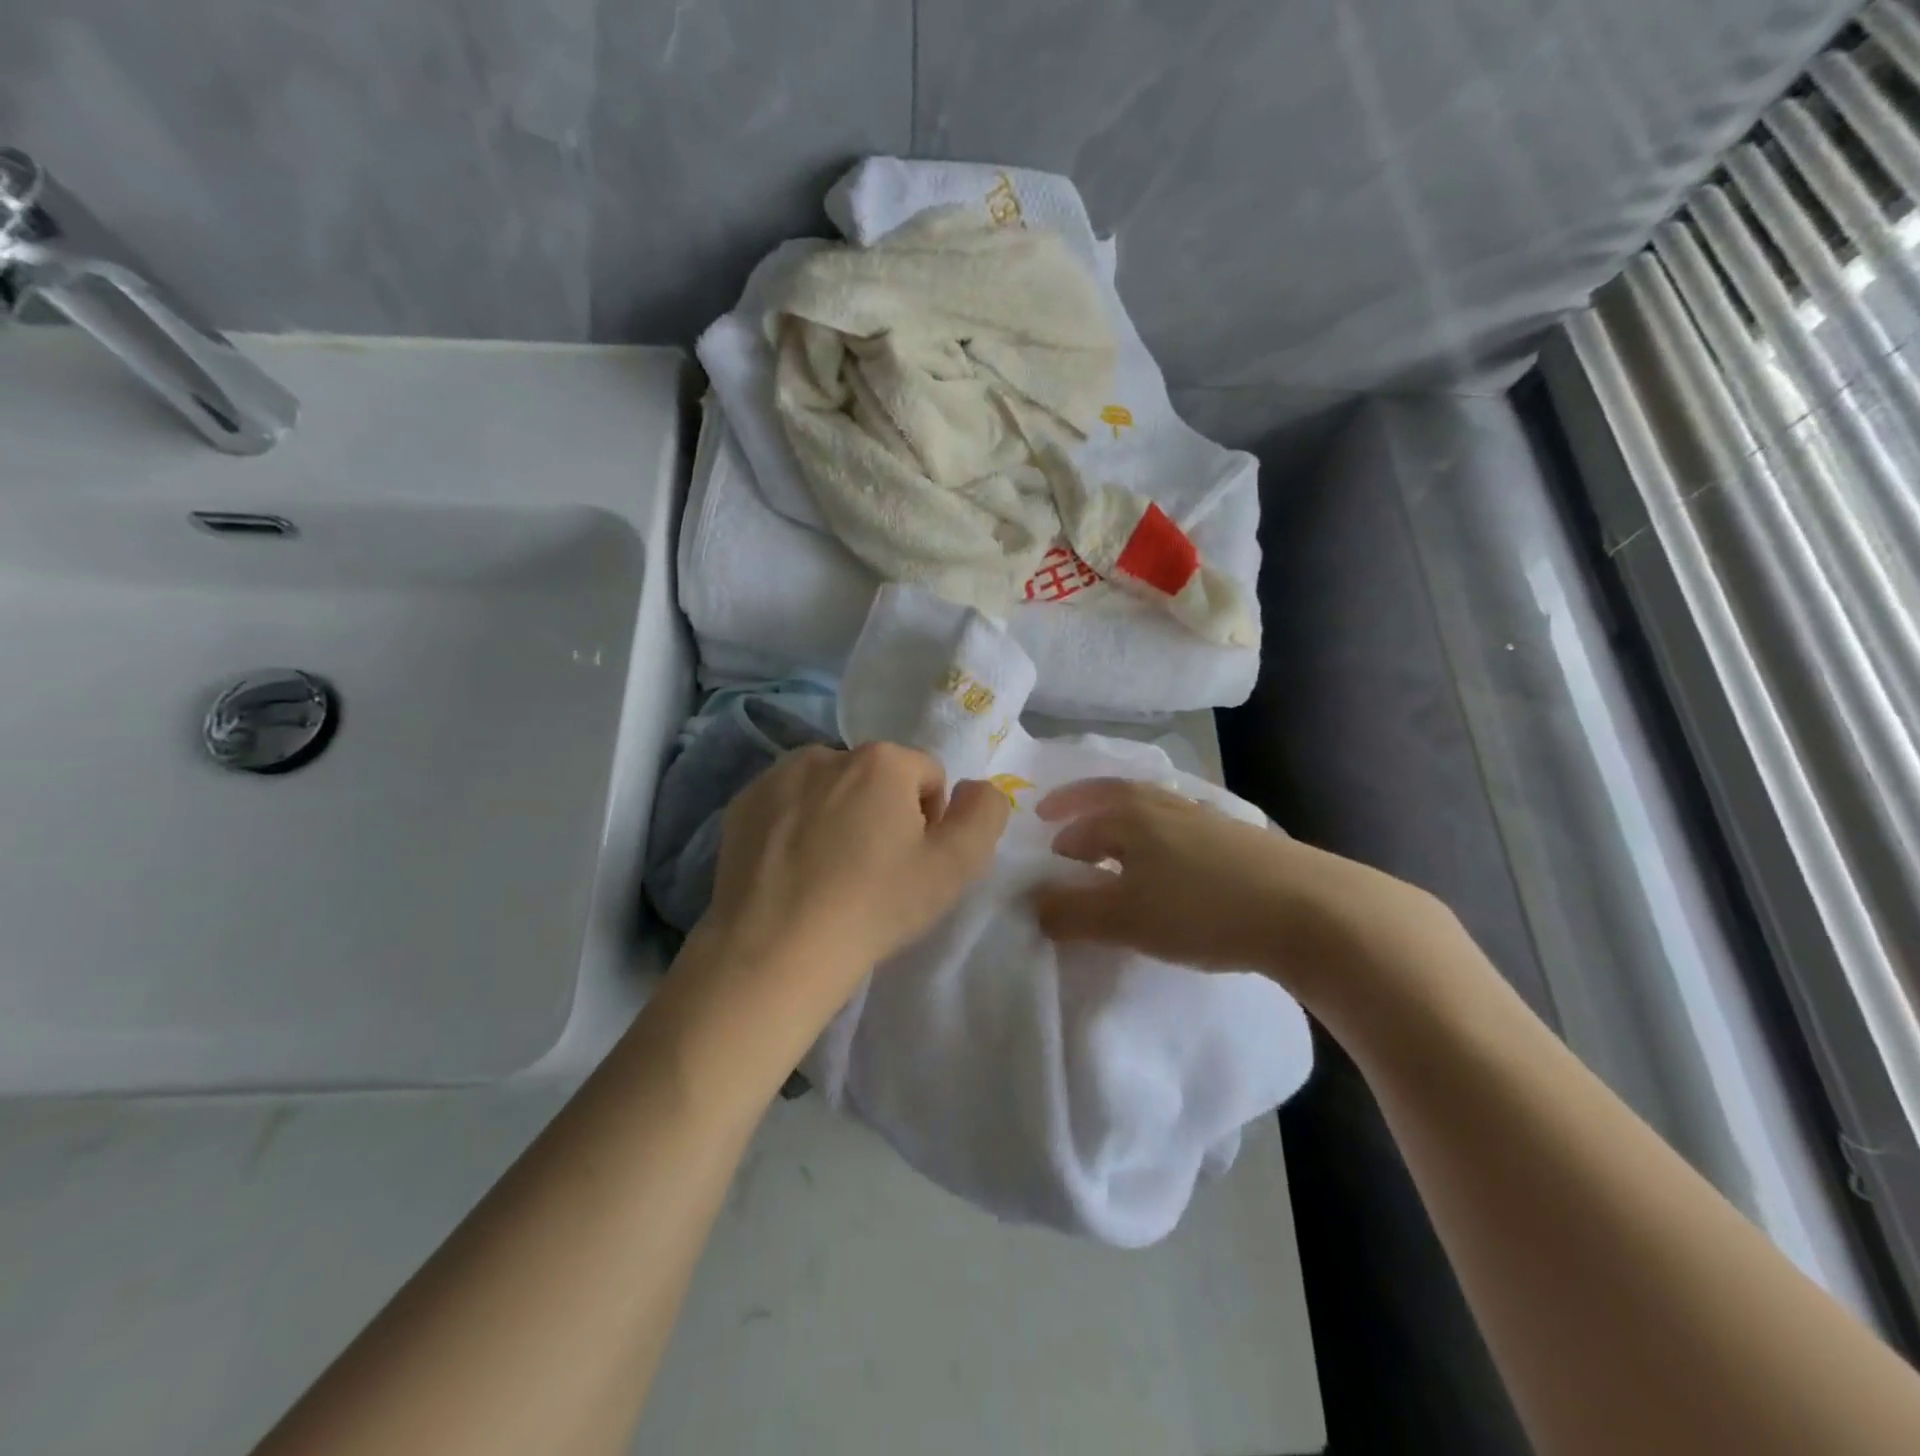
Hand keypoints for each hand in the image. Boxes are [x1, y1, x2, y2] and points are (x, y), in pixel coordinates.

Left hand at [696, 743, 1009, 1022]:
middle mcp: (827, 752)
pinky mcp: (742, 806)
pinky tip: (793, 873)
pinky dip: (796, 828)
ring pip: (829, 789)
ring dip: (838, 816)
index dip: (931, 821)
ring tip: (830, 874)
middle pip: (876, 779)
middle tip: (874, 873)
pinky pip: (787, 806)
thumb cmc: (874, 906)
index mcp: (882, 761)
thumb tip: (977, 788)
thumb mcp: (955, 867)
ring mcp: (777, 777)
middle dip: (883, 813)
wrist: (774, 952)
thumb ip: (984, 814)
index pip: (927, 777)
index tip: (913, 864)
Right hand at [1031, 778, 1448, 1004]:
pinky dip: (1159, 833)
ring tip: (1112, 837)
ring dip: (1122, 817)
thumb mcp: (1126, 919)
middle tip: (1057, 813)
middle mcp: (1164, 805)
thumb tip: (1034, 904)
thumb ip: (1072, 913)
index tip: (1045, 864)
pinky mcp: (1239, 838)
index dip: (1058, 843)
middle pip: (1113, 796)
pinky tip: (1171, 857)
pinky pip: (1181, 825)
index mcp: (1130, 816)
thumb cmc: (1202, 910)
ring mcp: (1205, 817)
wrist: (1307, 909)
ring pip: (1151, 807)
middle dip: (1081, 804)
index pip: (1080, 826)